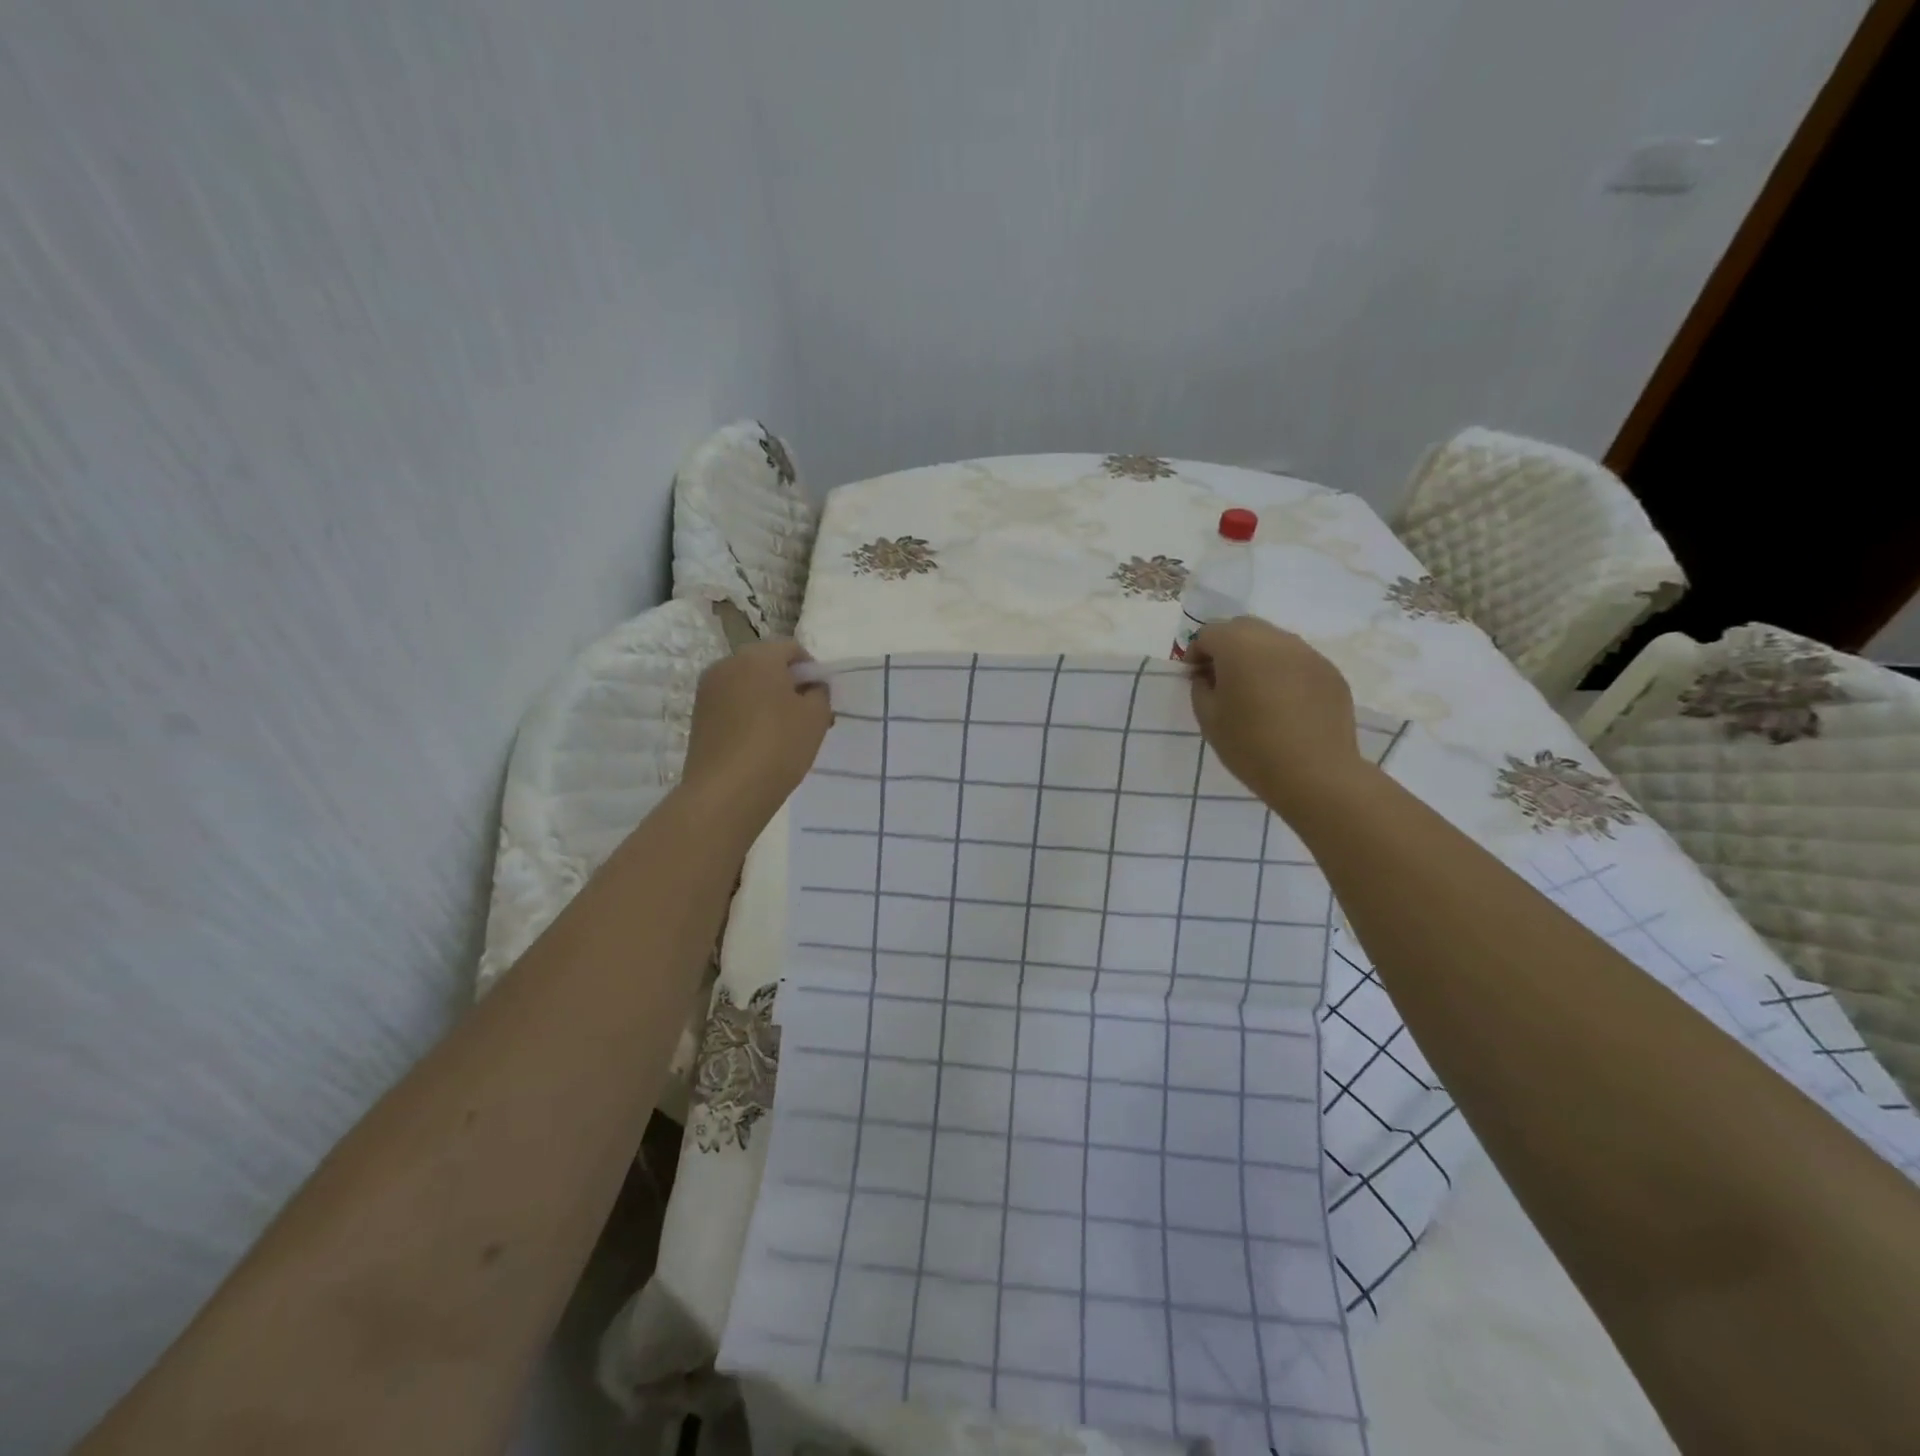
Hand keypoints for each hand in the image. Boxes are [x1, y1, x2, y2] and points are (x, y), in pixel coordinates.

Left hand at [683, 639, 832, 825]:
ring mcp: (707, 691)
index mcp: (757, 656)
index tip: (821, 698)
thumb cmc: (778, 745)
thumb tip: (810, 687)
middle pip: (766, 665)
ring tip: (784, 733)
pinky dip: (748, 716)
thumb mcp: (816, 717)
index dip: (812, 670)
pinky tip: (760, 743)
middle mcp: (727, 664)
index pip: (792, 649)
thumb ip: (819, 693)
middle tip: (806, 716)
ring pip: (747, 686)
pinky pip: (732, 706)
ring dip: (767, 701)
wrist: (726, 792)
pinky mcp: (698, 716)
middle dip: (788, 685)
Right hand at [1186, 616, 1364, 816]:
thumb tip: (1208, 676)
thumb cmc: (1251, 746)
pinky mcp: (1330, 672)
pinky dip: (1284, 672)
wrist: (1315, 774)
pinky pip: (1298, 661)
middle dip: (1226, 647)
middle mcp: (1276, 639)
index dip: (1196, 654)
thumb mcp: (1208, 719)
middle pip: (1242, 628)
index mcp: (1239, 646)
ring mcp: (1308, 653)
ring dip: (1257, 657)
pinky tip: (1284, 704)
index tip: (1195, 680)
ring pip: (1273, 642)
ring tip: (1254, 691)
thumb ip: (1201, 688)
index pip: (1208, 633)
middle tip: (1221, 681)